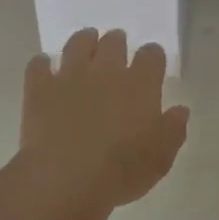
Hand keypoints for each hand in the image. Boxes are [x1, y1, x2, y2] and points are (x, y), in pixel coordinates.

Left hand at [19, 29, 189, 212]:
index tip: (152, 61)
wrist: (67, 179)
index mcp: (140, 84)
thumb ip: (173, 130)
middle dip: (117, 42)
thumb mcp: (161, 158)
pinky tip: (44, 68)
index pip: (152, 55)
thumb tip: (180, 110)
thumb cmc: (122, 170)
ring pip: (78, 43)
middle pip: (114, 42)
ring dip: (84, 40)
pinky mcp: (40, 88)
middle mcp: (106, 70)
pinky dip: (42, 64)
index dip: (153, 55)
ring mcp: (70, 76)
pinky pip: (39, 64)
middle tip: (117, 47)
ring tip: (85, 44)